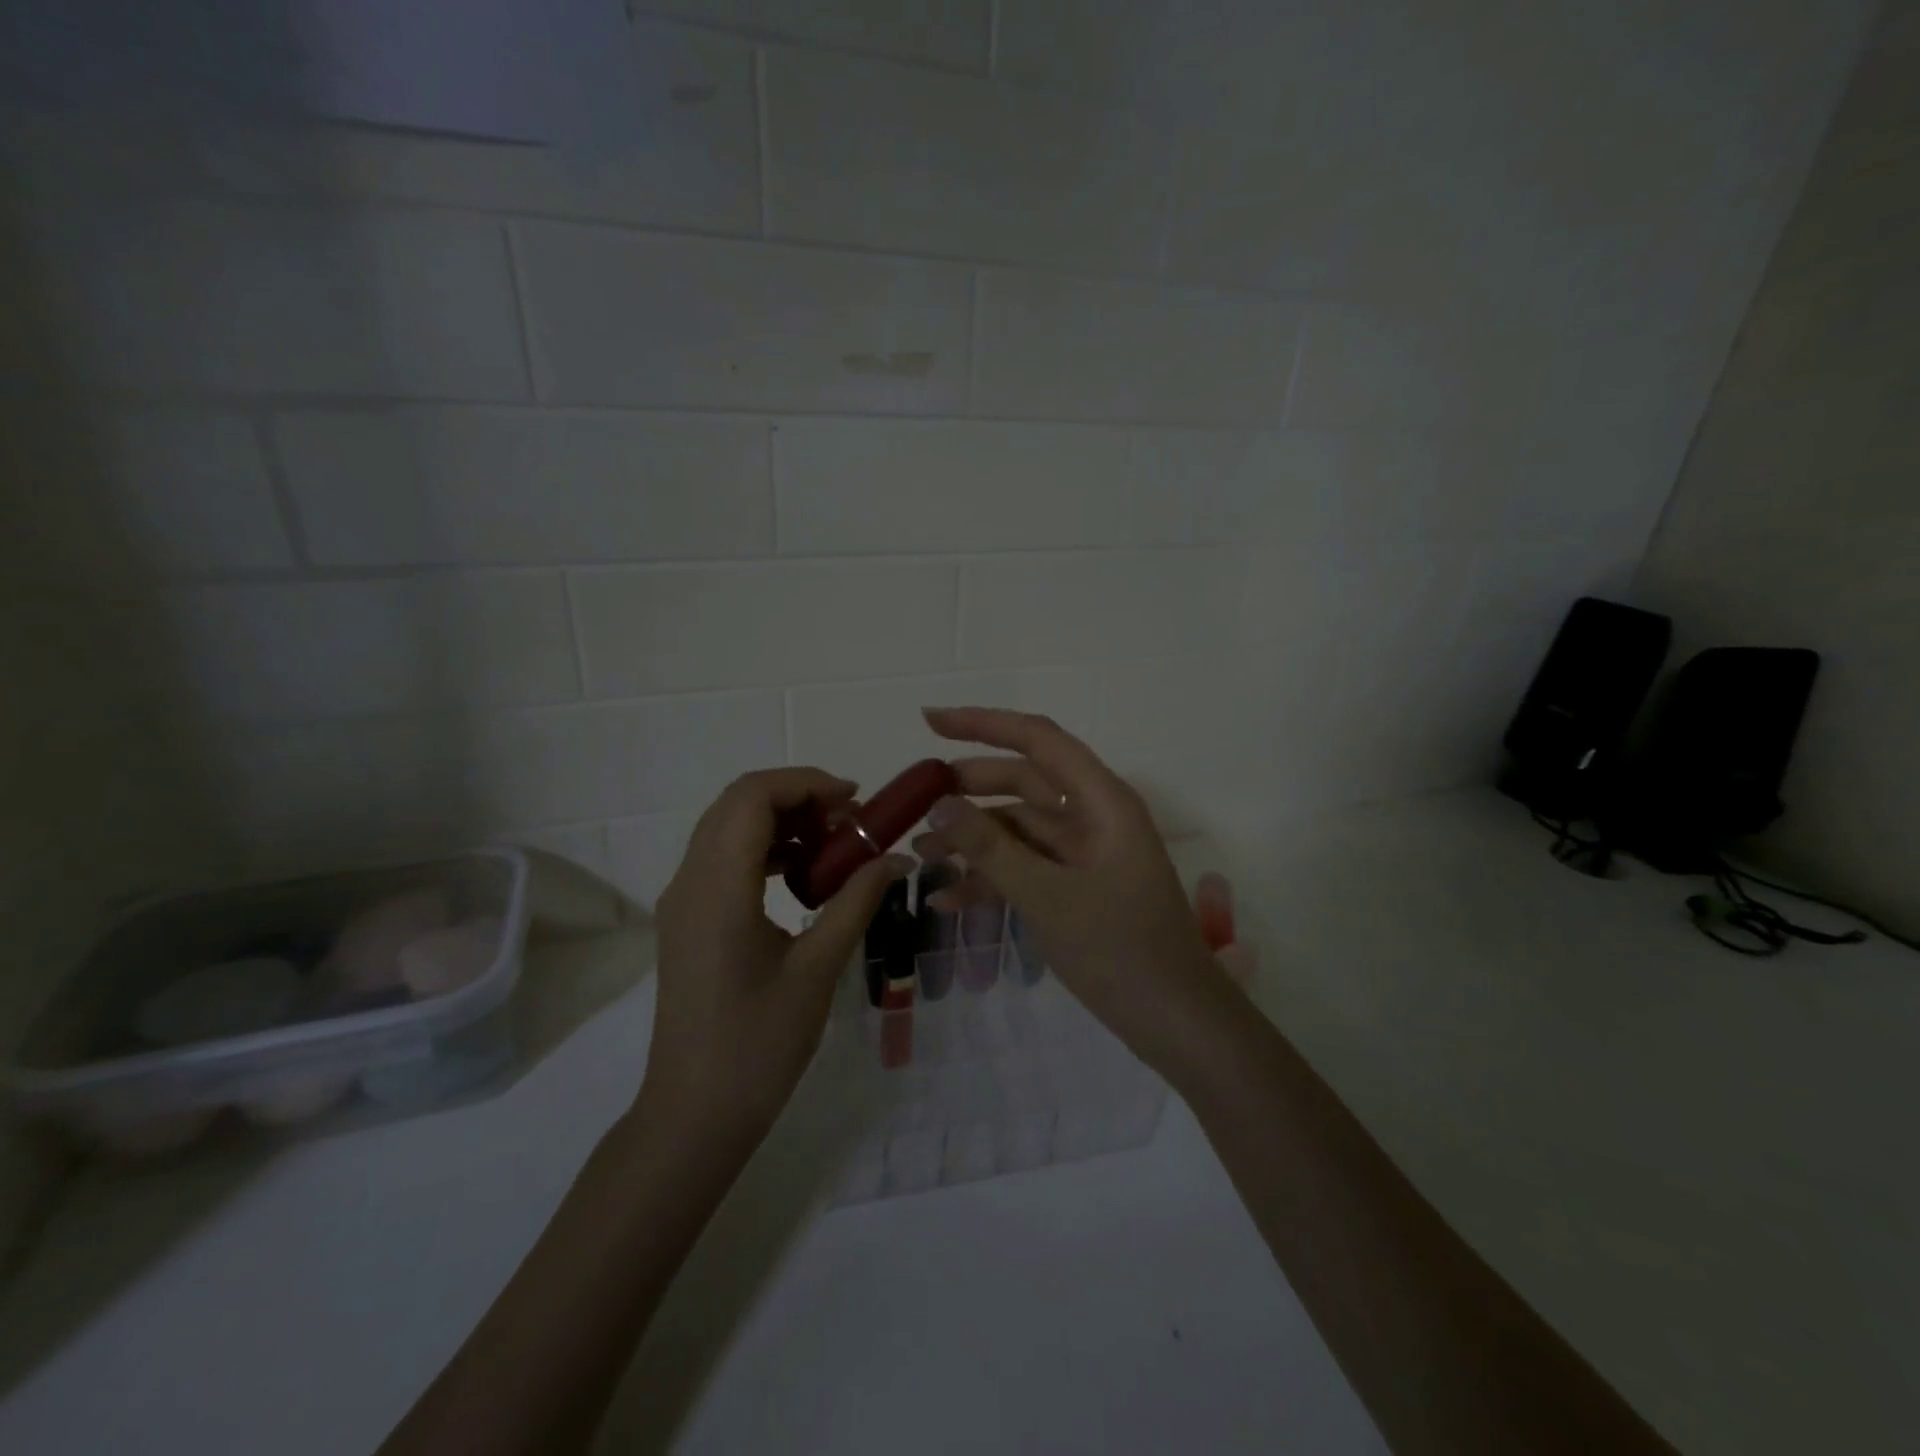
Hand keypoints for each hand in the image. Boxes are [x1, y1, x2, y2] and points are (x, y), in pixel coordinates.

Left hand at [645, 768, 911, 1141]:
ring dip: (780, 820)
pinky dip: (763, 847)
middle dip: (796, 797)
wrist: (694, 1114)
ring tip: (832, 846)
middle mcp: (689, 881)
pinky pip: (722, 856)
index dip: (806, 783)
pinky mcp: (686, 918)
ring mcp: (682, 900)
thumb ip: (857, 901)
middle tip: (849, 821)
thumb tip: (899, 856)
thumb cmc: (759, 1046)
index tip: (855, 800)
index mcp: (718, 889)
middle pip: (737, 802)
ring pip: (727, 826)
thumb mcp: (818, 969)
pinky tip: (802, 876)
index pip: (753, 798)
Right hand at [916, 708, 1237, 1080]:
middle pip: (1024, 782)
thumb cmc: (1121, 952)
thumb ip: (991, 848)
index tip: (930, 722)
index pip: (1038, 739)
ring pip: (1020, 829)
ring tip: (921, 854)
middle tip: (915, 799)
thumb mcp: (1048, 897)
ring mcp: (1086, 855)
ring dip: (973, 840)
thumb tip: (939, 803)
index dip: (983, 724)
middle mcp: (1095, 817)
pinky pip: (1027, 868)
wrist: (1178, 1024)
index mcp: (1102, 801)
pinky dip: (991, 879)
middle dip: (970, 789)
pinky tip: (948, 900)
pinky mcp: (1078, 888)